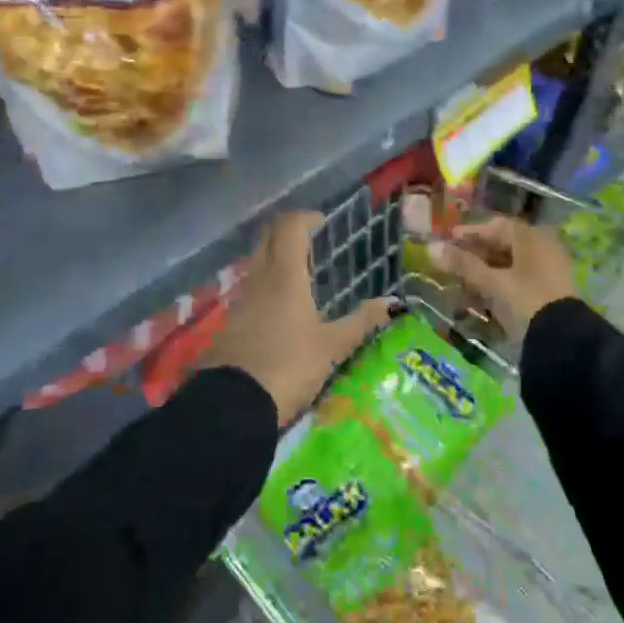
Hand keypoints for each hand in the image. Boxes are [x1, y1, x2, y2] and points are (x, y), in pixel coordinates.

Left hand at [201, 211, 392, 424]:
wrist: (233, 405)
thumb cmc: (289, 366)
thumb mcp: (332, 347)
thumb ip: (361, 321)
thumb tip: (393, 303)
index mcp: (284, 276)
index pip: (289, 226)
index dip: (306, 218)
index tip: (323, 222)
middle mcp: (258, 279)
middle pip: (267, 237)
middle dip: (288, 231)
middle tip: (312, 241)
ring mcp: (240, 300)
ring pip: (256, 262)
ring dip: (276, 257)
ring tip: (302, 274)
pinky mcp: (230, 322)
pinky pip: (250, 288)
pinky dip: (266, 284)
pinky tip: (282, 307)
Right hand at [428, 216, 577, 341]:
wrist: (562, 342)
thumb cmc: (525, 301)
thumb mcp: (492, 282)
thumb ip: (462, 264)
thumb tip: (431, 247)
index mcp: (532, 238)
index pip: (496, 226)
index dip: (469, 233)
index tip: (446, 241)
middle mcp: (541, 250)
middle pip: (501, 247)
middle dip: (473, 257)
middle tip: (448, 266)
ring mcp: (545, 273)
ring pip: (507, 267)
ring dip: (481, 275)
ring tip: (458, 287)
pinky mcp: (545, 295)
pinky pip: (515, 285)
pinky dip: (495, 289)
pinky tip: (477, 302)